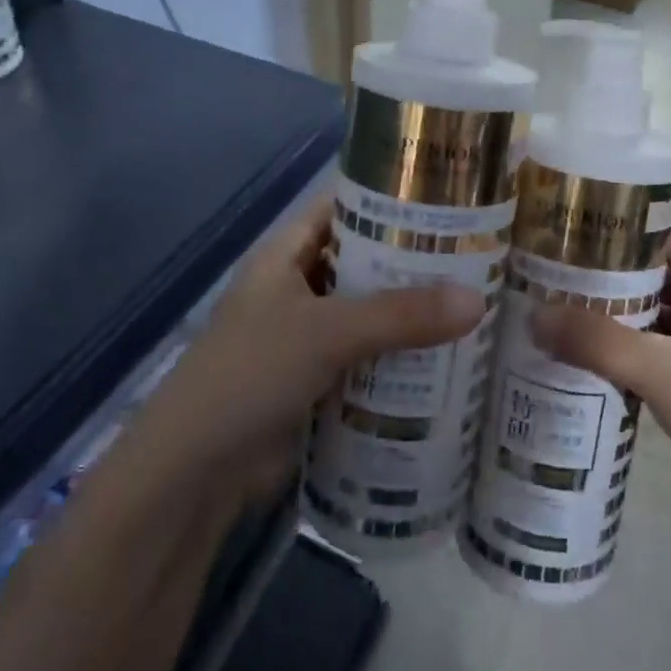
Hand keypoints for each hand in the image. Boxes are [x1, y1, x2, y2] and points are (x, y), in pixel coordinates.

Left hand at [137, 199, 483, 502]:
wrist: (193, 473)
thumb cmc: (250, 374)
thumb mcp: (326, 332)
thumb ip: (400, 315)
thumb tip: (478, 299)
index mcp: (287, 255)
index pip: (344, 207)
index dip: (389, 198)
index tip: (447, 198)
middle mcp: (297, 287)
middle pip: (364, 262)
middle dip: (413, 263)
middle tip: (477, 256)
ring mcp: (306, 337)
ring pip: (369, 314)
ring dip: (410, 316)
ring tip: (476, 304)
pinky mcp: (316, 382)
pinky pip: (367, 359)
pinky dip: (399, 359)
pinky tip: (447, 361)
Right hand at [532, 222, 670, 542]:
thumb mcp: (663, 370)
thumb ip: (598, 340)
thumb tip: (532, 314)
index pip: (668, 232)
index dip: (626, 217)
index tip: (574, 212)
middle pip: (648, 273)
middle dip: (601, 266)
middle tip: (544, 257)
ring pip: (641, 316)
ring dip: (601, 310)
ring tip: (544, 297)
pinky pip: (637, 355)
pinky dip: (607, 350)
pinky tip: (565, 350)